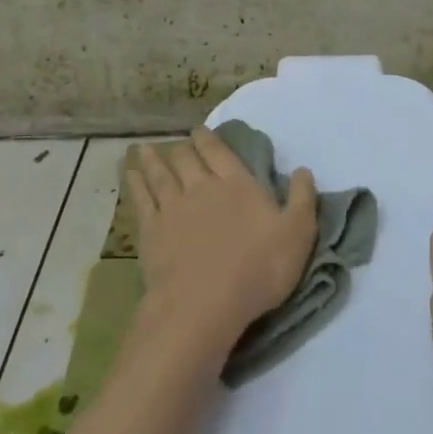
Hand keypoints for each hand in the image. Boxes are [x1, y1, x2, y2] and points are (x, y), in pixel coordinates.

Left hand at [127, 129, 317, 354]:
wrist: (204, 303)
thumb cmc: (258, 268)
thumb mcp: (298, 233)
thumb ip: (302, 199)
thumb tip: (303, 170)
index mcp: (237, 184)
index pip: (220, 152)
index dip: (209, 139)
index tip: (200, 130)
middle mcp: (202, 187)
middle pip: (187, 159)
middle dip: (182, 148)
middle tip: (178, 144)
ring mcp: (172, 208)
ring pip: (159, 174)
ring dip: (152, 159)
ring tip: (142, 150)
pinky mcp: (151, 231)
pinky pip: (141, 199)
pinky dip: (135, 184)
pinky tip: (129, 176)